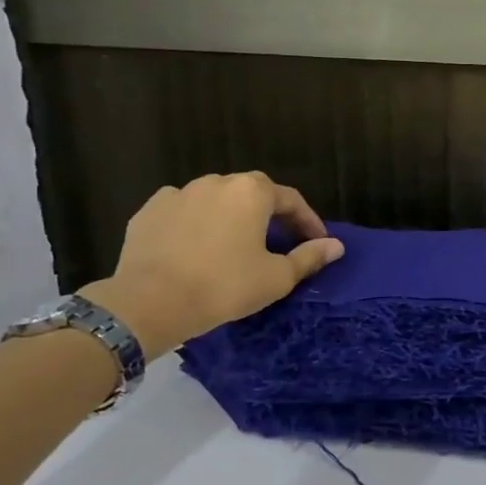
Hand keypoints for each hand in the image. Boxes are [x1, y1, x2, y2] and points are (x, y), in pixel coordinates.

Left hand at [79, 172, 343, 358]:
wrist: (149, 303)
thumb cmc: (224, 286)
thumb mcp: (277, 277)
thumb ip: (309, 257)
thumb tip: (336, 246)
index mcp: (252, 192)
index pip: (291, 200)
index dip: (308, 221)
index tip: (317, 242)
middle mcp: (216, 182)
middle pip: (252, 193)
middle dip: (269, 215)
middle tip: (278, 242)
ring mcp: (178, 194)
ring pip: (215, 200)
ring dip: (231, 217)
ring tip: (235, 245)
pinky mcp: (149, 212)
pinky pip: (183, 212)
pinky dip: (195, 224)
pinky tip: (196, 247)